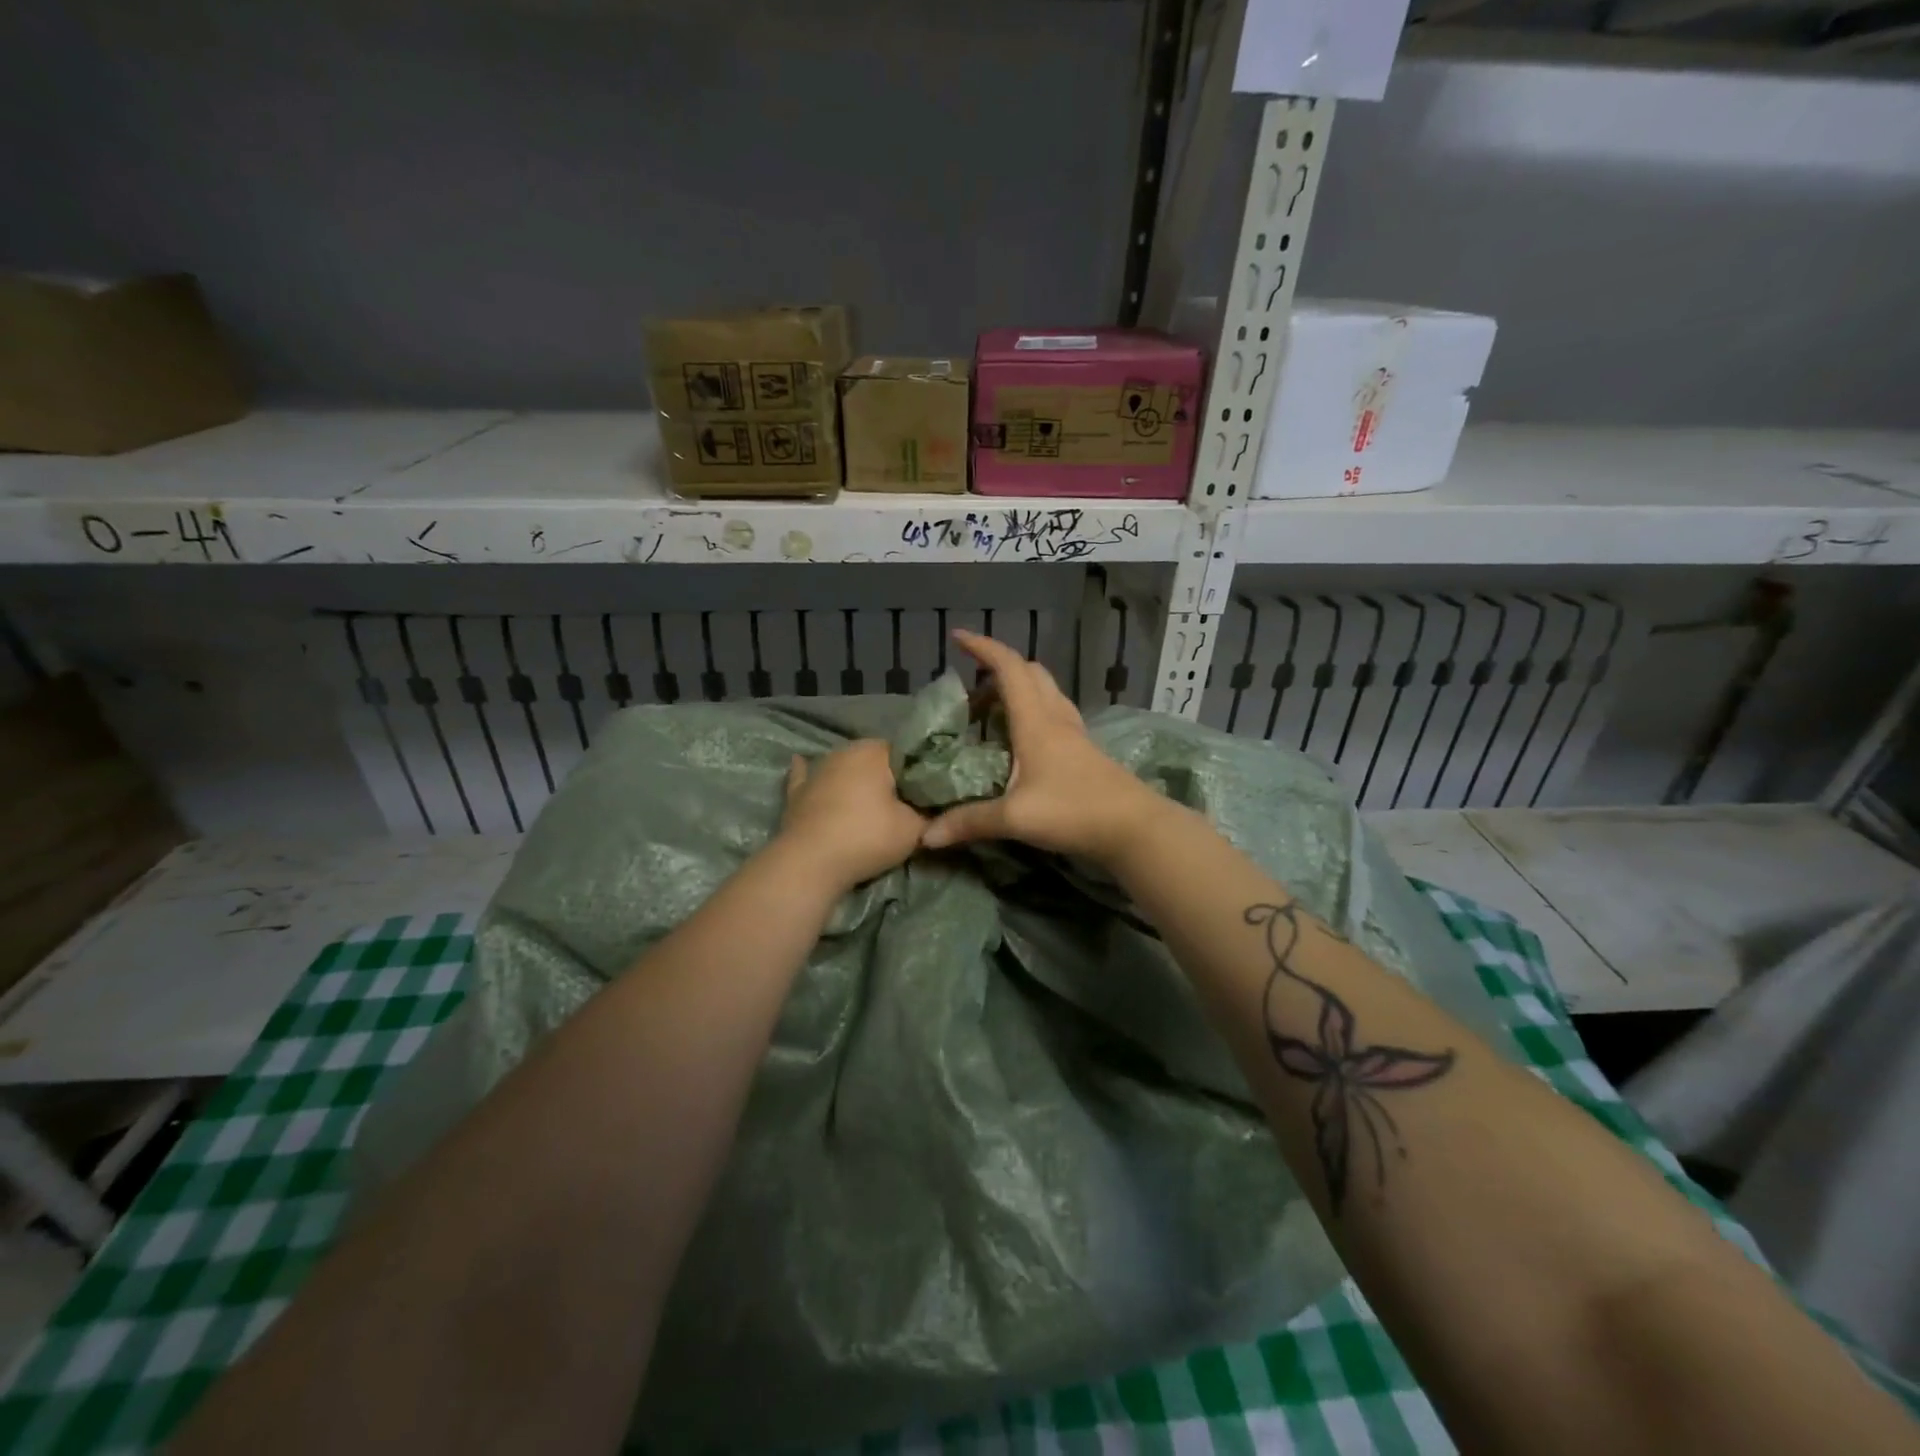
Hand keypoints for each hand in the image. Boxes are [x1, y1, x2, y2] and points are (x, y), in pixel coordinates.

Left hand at [775, 739, 926, 895]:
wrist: (811, 863)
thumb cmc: (867, 836)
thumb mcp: (914, 830)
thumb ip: (928, 816)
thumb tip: (934, 812)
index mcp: (873, 751)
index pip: (904, 752)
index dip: (918, 771)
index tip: (927, 791)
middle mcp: (843, 752)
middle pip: (872, 759)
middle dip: (886, 776)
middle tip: (903, 801)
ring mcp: (816, 771)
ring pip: (841, 768)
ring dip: (852, 779)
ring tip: (867, 799)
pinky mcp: (796, 793)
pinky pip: (806, 778)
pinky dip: (809, 775)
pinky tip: (802, 763)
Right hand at [919, 630, 1169, 864]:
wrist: (1134, 827)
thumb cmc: (1074, 811)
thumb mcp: (1016, 818)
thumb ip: (969, 822)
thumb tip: (925, 836)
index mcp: (1036, 722)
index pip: (1008, 668)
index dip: (983, 648)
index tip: (957, 637)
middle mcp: (1056, 718)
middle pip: (1029, 673)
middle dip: (998, 669)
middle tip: (971, 690)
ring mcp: (1074, 733)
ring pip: (1045, 691)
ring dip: (1017, 689)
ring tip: (991, 712)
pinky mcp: (1084, 750)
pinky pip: (1054, 713)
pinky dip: (1032, 711)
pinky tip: (1021, 740)